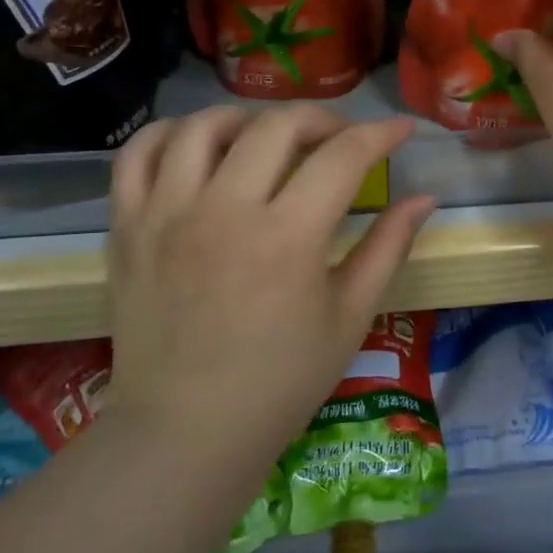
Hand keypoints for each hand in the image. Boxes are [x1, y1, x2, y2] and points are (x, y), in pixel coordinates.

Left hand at [103, 107, 434, 465]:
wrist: (185, 433)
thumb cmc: (281, 382)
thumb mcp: (350, 317)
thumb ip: (389, 248)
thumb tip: (425, 198)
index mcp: (288, 237)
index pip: (344, 155)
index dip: (382, 133)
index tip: (402, 129)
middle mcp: (225, 210)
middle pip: (277, 125)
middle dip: (322, 119)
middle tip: (339, 140)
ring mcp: (167, 214)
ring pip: (204, 126)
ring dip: (247, 119)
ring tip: (267, 139)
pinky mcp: (127, 227)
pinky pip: (138, 154)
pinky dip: (169, 134)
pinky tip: (197, 147)